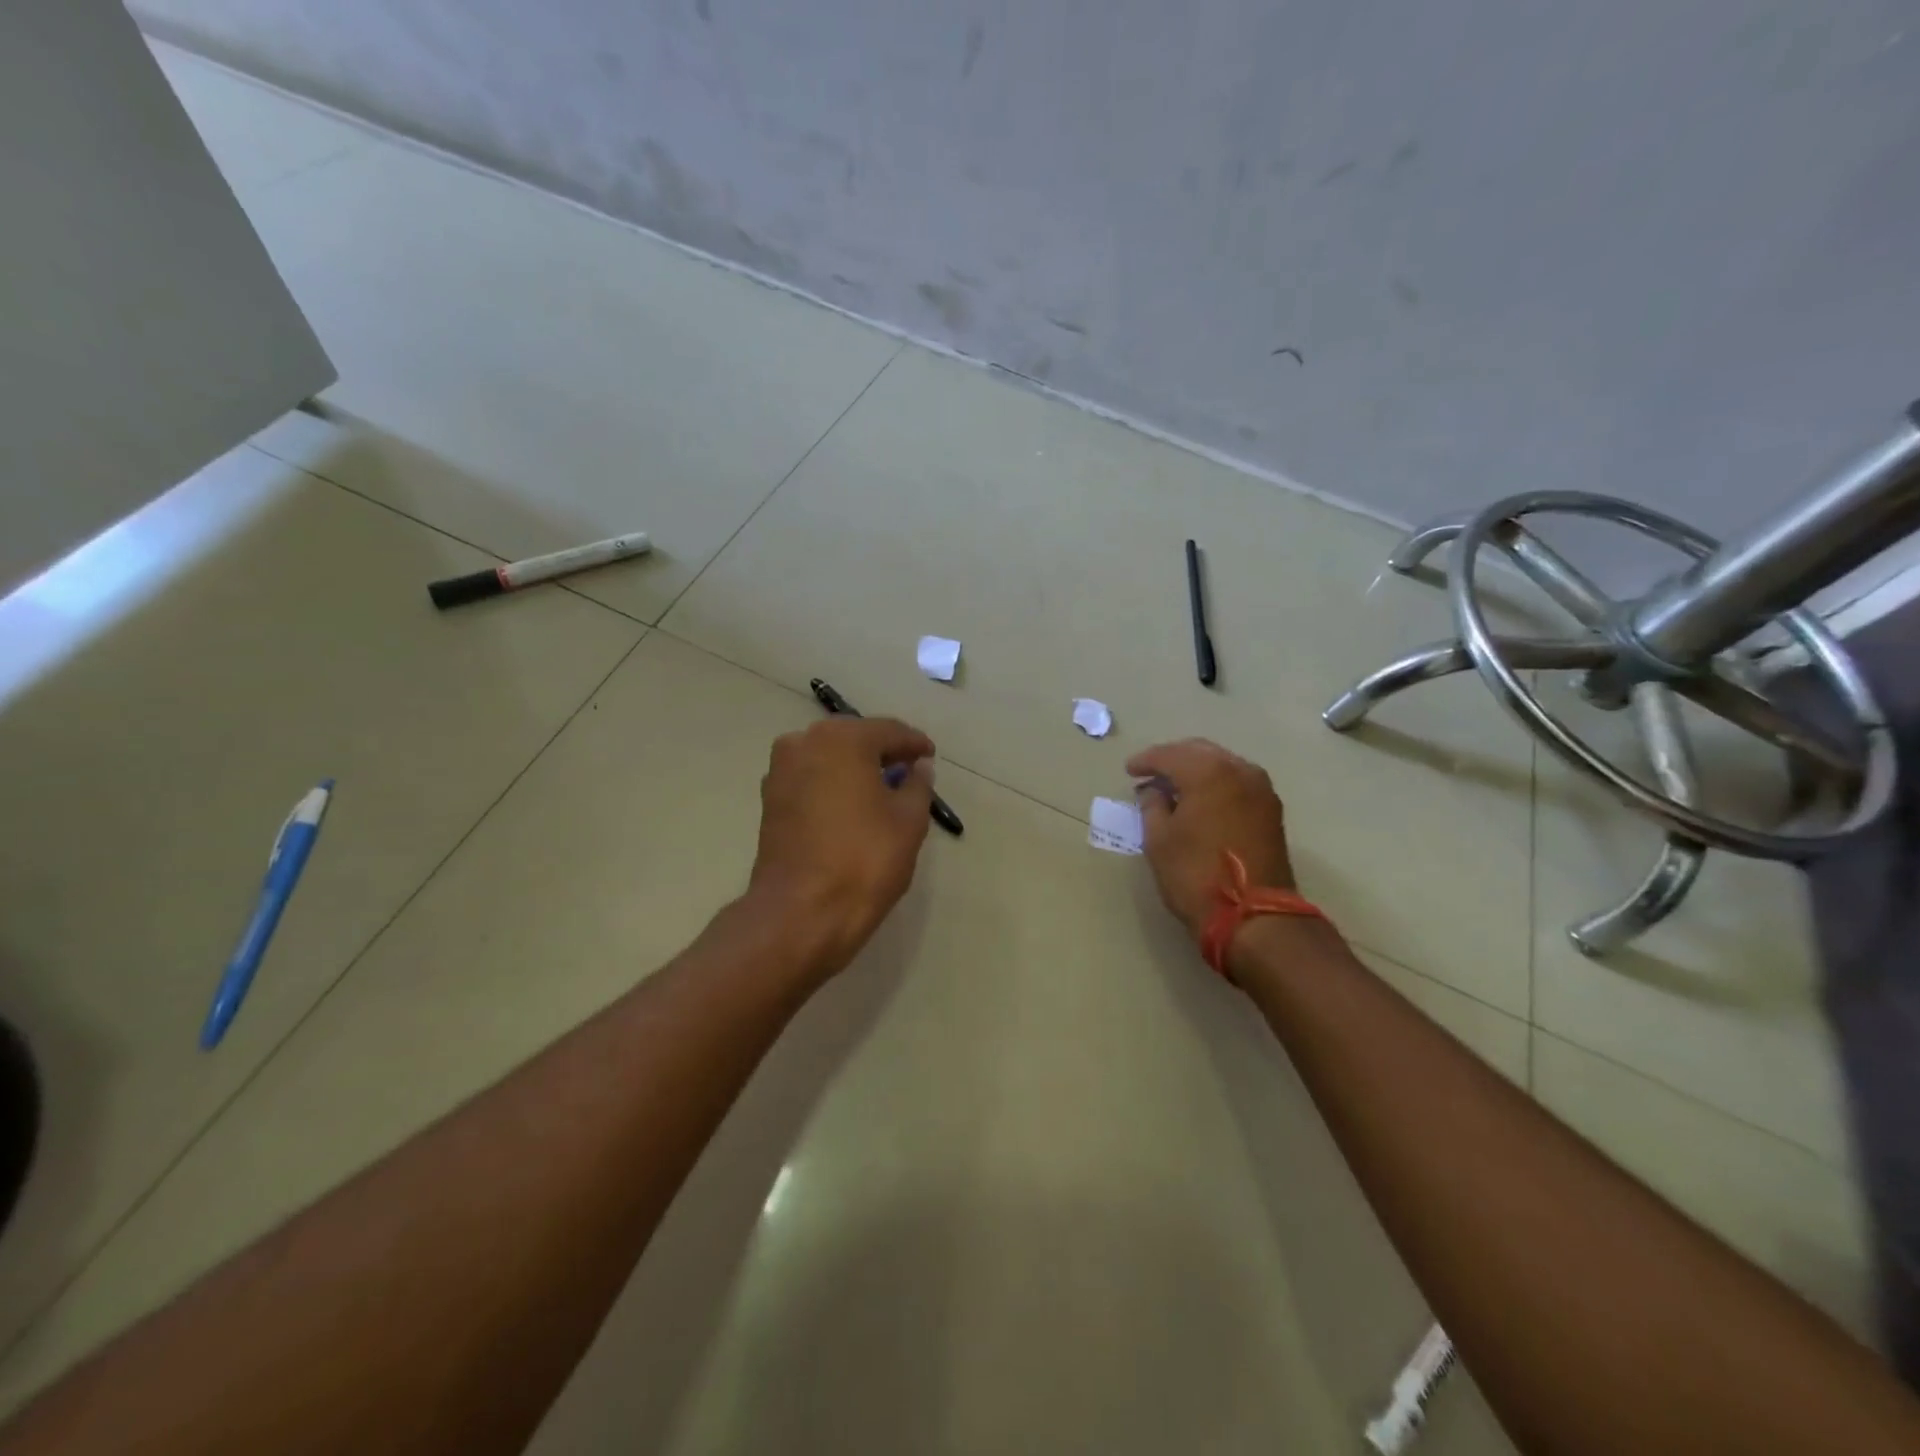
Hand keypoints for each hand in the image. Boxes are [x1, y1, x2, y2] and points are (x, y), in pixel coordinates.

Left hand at [748, 716, 936, 981]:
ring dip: (855, 768)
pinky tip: (851, 805)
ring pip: (829, 757)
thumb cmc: (864, 860)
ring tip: (882, 790)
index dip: (914, 744)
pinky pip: (811, 778)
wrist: (800, 912)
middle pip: (854, 738)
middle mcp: (804, 742)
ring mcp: (781, 771)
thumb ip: (918, 785)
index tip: (930, 757)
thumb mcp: (909, 821)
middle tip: (909, 771)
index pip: (888, 731)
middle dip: (882, 752)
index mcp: (843, 739)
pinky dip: (833, 784)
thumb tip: (919, 766)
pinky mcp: (769, 800)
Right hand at [1125, 738, 1295, 940]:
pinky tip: (1200, 798)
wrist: (1254, 916)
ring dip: (1196, 769)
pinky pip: (1236, 781)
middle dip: (1172, 759)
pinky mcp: (1270, 809)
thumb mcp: (1159, 840)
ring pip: (1221, 764)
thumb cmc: (1196, 875)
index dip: (1146, 761)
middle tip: (1149, 773)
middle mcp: (1239, 770)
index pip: (1169, 755)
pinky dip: (1215, 782)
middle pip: (1199, 752)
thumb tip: (1153, 790)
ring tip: (1173, 786)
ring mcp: (1260, 789)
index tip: (1129, 771)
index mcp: (1208, 772)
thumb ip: (1152, 805)